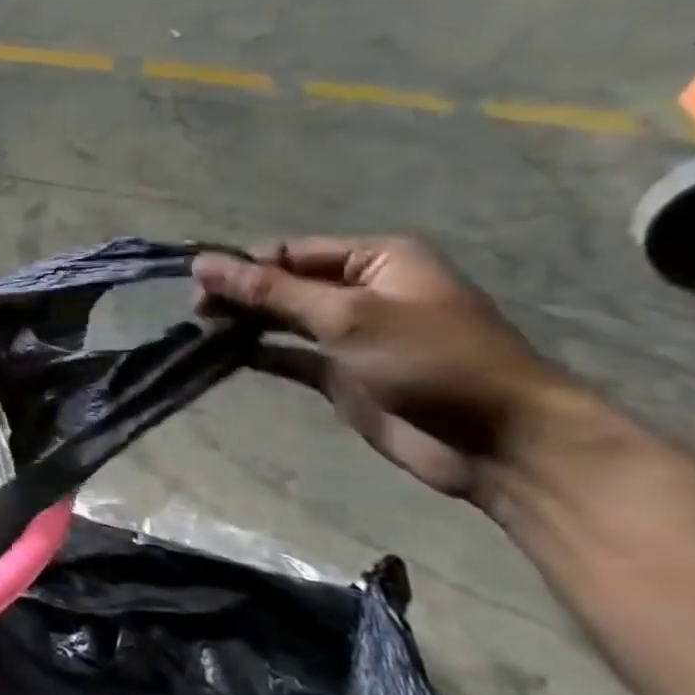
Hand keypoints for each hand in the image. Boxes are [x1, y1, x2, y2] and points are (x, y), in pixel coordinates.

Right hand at [193, 237, 573, 498]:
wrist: (499, 443)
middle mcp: (361, 291)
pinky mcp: (339, 375)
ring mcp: (350, 335)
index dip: (242, 264)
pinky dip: (255, 353)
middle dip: (238, 293)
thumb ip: (271, 290)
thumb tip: (202, 264)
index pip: (290, 251)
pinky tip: (221, 355)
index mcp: (377, 260)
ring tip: (199, 331)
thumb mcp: (347, 315)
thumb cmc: (431, 361)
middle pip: (282, 283)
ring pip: (279, 319)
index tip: (195, 283)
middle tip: (196, 312)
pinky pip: (286, 355)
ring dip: (242, 323)